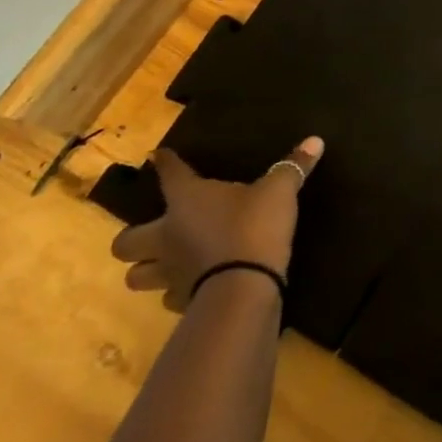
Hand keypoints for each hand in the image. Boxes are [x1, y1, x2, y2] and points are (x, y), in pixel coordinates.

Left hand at [110, 138, 322, 310]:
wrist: (244, 287)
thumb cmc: (254, 227)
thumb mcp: (279, 191)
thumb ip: (293, 167)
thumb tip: (315, 140)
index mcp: (186, 200)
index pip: (170, 174)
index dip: (165, 163)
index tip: (158, 156)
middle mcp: (167, 235)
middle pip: (125, 242)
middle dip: (133, 238)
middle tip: (153, 231)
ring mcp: (170, 272)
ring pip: (137, 276)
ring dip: (147, 269)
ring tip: (164, 262)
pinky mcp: (181, 301)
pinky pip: (168, 297)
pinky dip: (176, 291)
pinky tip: (191, 285)